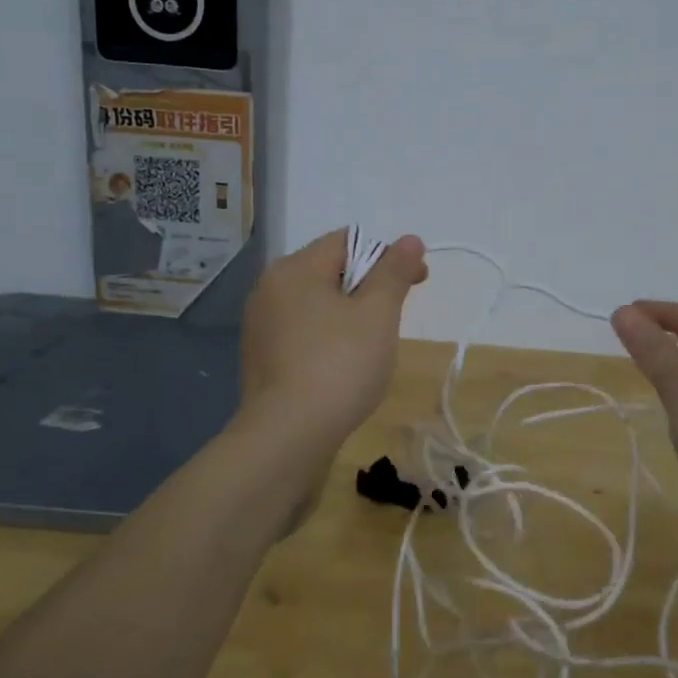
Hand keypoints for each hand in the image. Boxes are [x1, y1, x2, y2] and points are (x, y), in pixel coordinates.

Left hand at [238, 229, 427, 455]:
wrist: (287, 437)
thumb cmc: (339, 366)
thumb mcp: (378, 314)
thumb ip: (394, 272)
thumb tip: (410, 239)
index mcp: (294, 269)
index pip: (347, 242)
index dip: (388, 256)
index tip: (417, 283)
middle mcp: (269, 289)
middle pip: (330, 271)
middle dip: (369, 287)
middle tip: (396, 318)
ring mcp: (260, 326)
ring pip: (317, 304)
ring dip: (349, 315)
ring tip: (373, 347)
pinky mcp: (261, 359)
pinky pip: (303, 333)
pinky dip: (328, 339)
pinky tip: (343, 368)